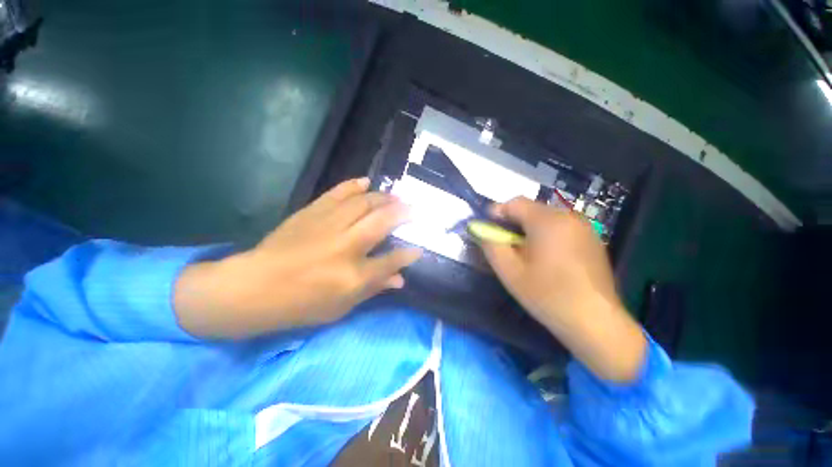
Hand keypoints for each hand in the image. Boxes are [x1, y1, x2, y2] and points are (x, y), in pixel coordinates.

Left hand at [174, 178, 421, 338]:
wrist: (254, 288)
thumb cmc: (301, 304)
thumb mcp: (341, 306)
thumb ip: (374, 289)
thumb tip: (400, 279)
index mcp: (354, 276)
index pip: (391, 261)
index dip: (408, 254)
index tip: (418, 248)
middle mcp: (346, 246)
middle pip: (383, 222)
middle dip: (403, 213)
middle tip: (414, 209)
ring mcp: (328, 226)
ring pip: (364, 203)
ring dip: (384, 198)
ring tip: (396, 197)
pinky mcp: (312, 213)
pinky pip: (338, 193)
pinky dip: (354, 185)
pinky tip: (366, 182)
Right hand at [481, 198, 645, 381]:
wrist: (596, 322)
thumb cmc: (547, 295)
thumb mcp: (509, 271)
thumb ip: (491, 246)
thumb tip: (482, 231)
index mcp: (548, 221)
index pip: (515, 202)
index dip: (497, 212)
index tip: (488, 229)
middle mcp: (569, 217)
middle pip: (531, 209)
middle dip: (513, 223)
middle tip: (505, 244)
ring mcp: (585, 228)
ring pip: (547, 218)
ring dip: (529, 229)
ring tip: (525, 253)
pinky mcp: (593, 240)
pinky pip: (561, 228)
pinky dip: (546, 235)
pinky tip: (546, 258)